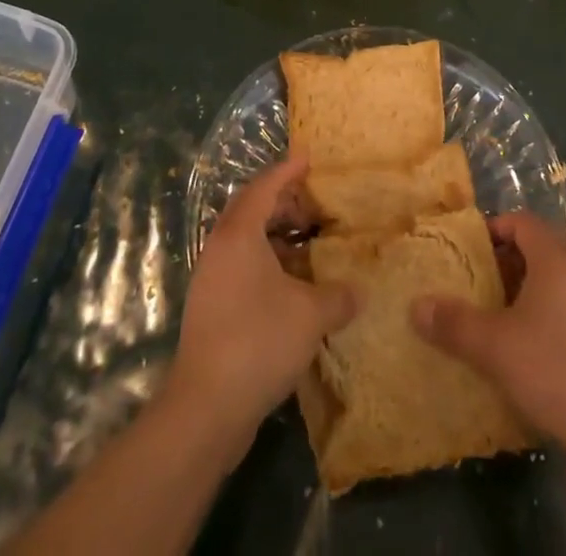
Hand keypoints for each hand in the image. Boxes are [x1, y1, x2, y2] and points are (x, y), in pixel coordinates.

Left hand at [166, 158, 358, 449]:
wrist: (205, 407)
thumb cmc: (259, 341)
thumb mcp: (310, 315)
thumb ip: (338, 296)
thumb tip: (360, 291)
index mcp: (239, 234)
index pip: (264, 187)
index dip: (287, 171)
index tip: (308, 158)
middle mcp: (220, 247)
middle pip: (251, 209)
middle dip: (283, 202)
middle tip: (314, 203)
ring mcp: (211, 278)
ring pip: (245, 240)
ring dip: (275, 235)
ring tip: (309, 242)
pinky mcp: (210, 307)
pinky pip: (241, 266)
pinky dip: (267, 262)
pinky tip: (292, 284)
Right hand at [412, 211, 565, 452]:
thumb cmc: (551, 370)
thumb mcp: (493, 346)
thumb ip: (453, 323)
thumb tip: (416, 306)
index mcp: (556, 261)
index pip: (522, 221)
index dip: (494, 228)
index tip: (469, 250)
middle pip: (538, 249)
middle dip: (504, 261)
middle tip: (475, 283)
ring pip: (553, 281)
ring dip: (523, 290)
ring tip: (495, 316)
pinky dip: (542, 315)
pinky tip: (525, 348)